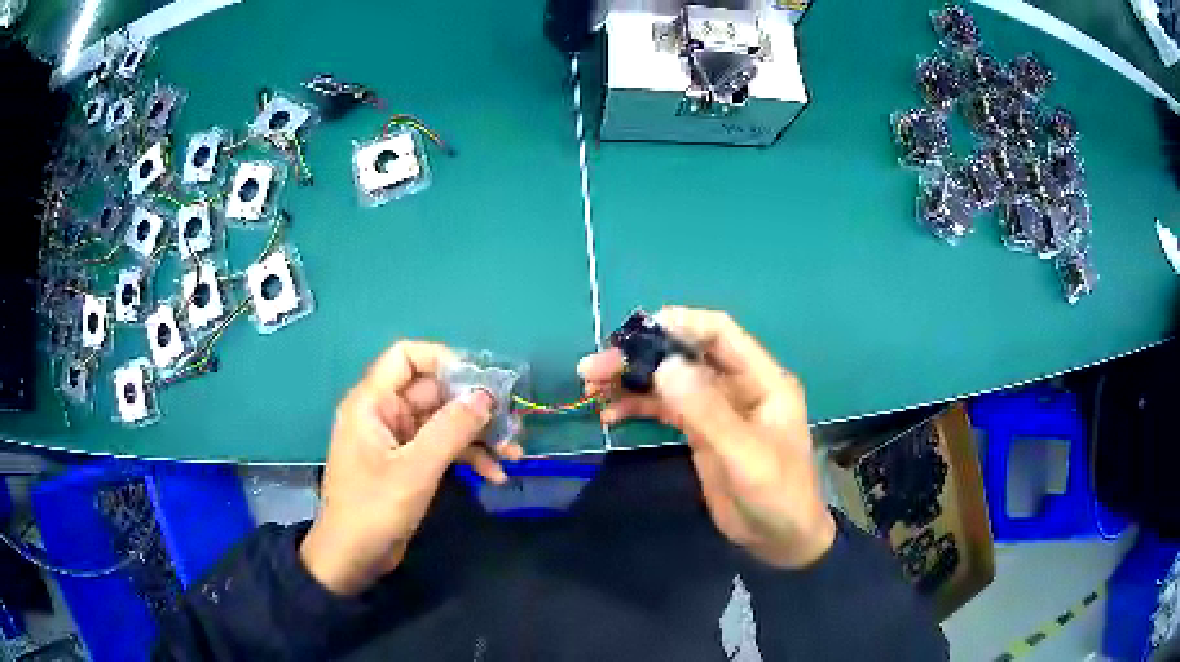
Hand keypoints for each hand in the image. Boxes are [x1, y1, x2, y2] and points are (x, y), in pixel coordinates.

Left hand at [301, 341, 522, 595]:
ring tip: (514, 454)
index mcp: (373, 402)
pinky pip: (443, 448)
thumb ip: (451, 429)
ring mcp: (398, 440)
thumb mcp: (415, 469)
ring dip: (479, 436)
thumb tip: (486, 395)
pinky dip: (469, 458)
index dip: (444, 360)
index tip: (483, 380)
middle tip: (513, 424)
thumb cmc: (374, 510)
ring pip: (444, 422)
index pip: (407, 357)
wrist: (352, 560)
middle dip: (474, 407)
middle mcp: (385, 413)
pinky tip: (495, 476)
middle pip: (434, 392)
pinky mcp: (409, 465)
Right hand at [579, 307, 835, 568]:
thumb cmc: (776, 495)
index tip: (634, 334)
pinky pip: (666, 408)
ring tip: (591, 385)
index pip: (719, 334)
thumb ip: (707, 412)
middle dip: (641, 356)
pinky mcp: (700, 431)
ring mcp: (717, 408)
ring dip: (632, 380)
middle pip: (685, 355)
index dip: (679, 324)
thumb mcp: (745, 456)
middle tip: (594, 367)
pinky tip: (610, 413)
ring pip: (670, 380)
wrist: (780, 539)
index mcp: (761, 380)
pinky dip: (638, 406)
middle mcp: (738, 385)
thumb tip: (665, 366)